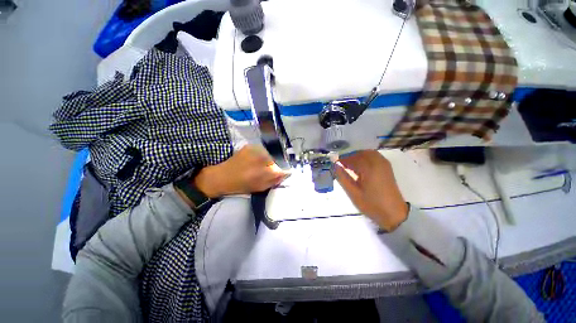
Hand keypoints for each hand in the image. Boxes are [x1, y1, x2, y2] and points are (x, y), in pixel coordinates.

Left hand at [194, 145, 289, 197]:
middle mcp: (265, 158)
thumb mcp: (261, 187)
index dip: (280, 172)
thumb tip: (285, 173)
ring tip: (258, 165)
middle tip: (265, 170)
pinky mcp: (250, 146)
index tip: (276, 174)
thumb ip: (275, 180)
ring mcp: (257, 150)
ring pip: (269, 154)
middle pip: (276, 160)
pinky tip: (253, 159)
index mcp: (267, 171)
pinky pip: (261, 150)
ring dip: (267, 159)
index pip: (282, 169)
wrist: (222, 176)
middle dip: (273, 165)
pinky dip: (260, 155)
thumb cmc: (242, 185)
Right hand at [333, 150, 408, 231]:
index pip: (352, 158)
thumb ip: (342, 177)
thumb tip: (335, 165)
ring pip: (368, 154)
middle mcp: (378, 162)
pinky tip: (361, 167)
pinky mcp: (387, 168)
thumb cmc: (372, 204)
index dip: (342, 160)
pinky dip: (365, 158)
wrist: (394, 214)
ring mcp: (384, 165)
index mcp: (369, 168)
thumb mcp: (353, 193)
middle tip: (342, 165)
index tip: (335, 164)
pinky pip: (374, 157)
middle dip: (350, 157)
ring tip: (350, 166)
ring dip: (358, 157)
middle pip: (361, 153)